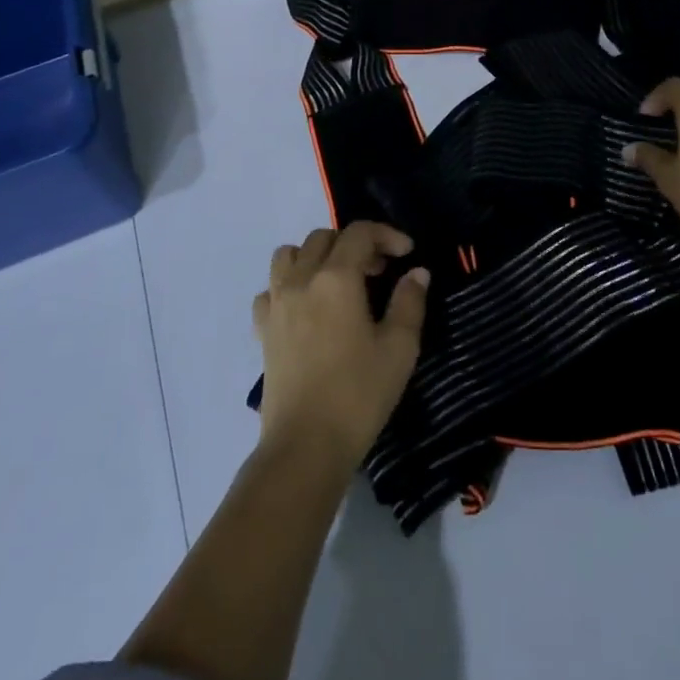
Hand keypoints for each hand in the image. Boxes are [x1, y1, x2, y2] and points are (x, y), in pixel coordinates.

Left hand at [253, 222, 429, 470]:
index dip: (386, 234)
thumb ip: (410, 302)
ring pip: (289, 255)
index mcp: (337, 278)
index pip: (360, 233)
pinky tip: (307, 309)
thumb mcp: (399, 348)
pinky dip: (289, 286)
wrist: (305, 446)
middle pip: (323, 237)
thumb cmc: (358, 394)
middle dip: (354, 244)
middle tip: (379, 271)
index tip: (407, 254)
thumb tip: (417, 272)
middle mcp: (301, 279)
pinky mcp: (263, 330)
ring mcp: (277, 304)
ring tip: (338, 281)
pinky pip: (271, 289)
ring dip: (316, 257)